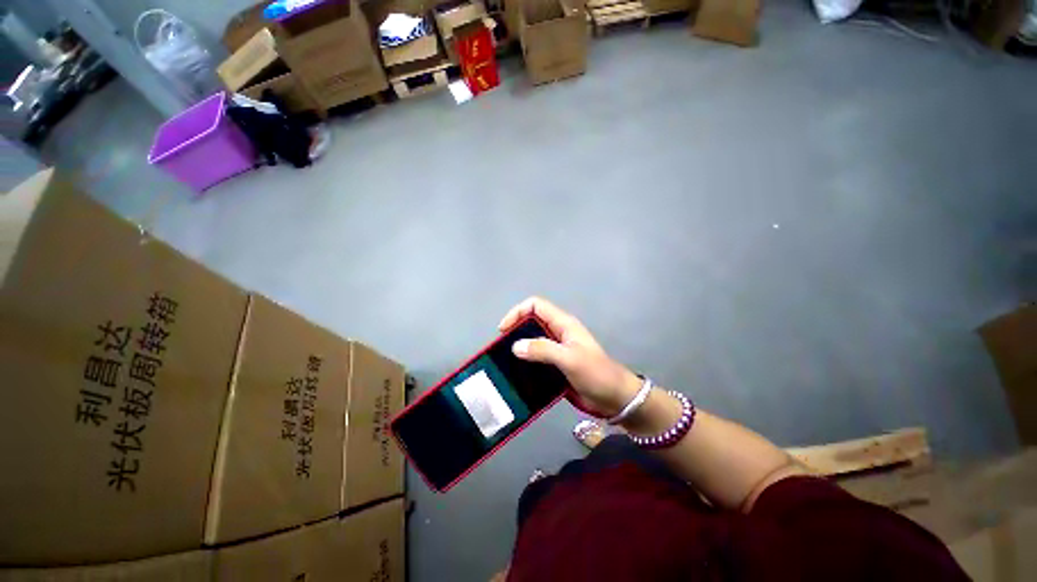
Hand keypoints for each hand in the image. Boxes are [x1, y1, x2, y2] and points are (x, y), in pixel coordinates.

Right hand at [499, 297, 640, 416]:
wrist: (615, 399)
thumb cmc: (596, 374)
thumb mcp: (570, 359)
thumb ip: (543, 350)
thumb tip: (515, 346)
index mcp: (563, 324)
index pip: (535, 306)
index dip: (518, 312)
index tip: (504, 330)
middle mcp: (557, 333)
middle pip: (531, 322)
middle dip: (515, 331)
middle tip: (501, 349)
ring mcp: (556, 350)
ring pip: (532, 341)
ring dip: (518, 349)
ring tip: (504, 363)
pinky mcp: (555, 366)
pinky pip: (535, 359)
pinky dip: (525, 363)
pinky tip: (516, 374)